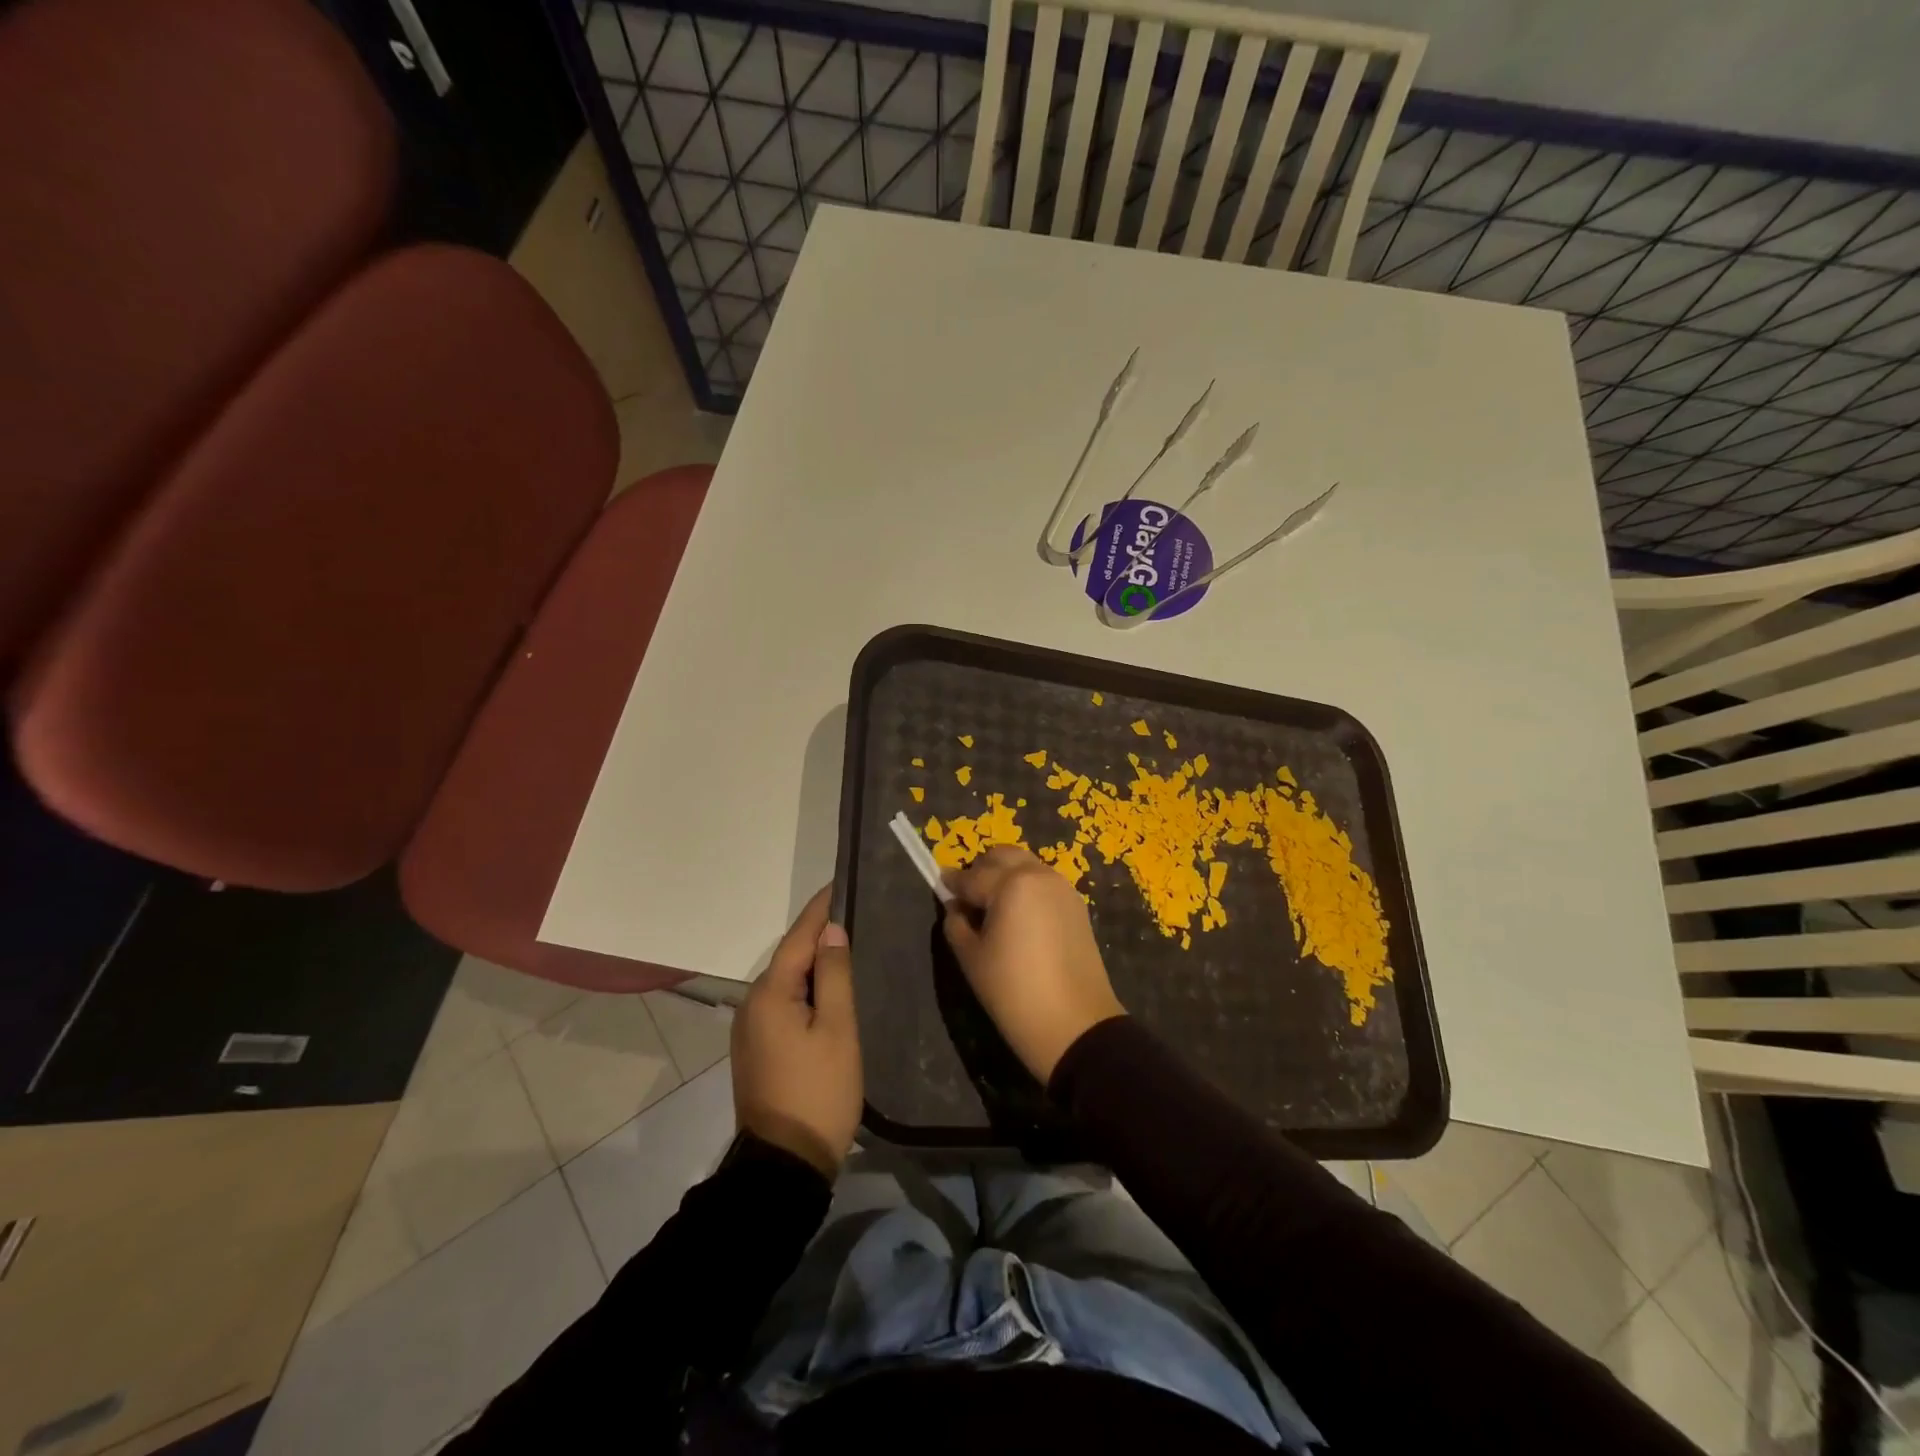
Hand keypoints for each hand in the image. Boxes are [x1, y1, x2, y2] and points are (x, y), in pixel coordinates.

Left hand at [731, 885, 861, 1176]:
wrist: (783, 1165)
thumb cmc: (818, 1091)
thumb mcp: (837, 1029)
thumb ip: (834, 975)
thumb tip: (832, 931)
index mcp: (770, 994)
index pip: (799, 937)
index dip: (821, 909)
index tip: (841, 882)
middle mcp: (752, 1004)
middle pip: (790, 957)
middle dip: (819, 934)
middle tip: (855, 913)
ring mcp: (750, 1028)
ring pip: (787, 981)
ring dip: (814, 963)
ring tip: (848, 945)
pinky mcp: (756, 1049)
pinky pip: (783, 1003)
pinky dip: (806, 989)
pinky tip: (829, 989)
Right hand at [942, 847, 1125, 1083]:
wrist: (1074, 1024)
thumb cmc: (1013, 991)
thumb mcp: (971, 958)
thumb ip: (956, 923)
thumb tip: (956, 907)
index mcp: (1010, 883)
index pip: (971, 876)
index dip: (952, 883)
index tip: (940, 887)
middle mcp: (1038, 874)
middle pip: (1002, 856)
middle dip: (981, 870)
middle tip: (968, 898)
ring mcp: (1062, 887)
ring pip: (1025, 865)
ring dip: (1005, 875)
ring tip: (993, 907)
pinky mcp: (1077, 904)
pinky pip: (1043, 882)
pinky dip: (1026, 887)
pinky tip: (1019, 917)